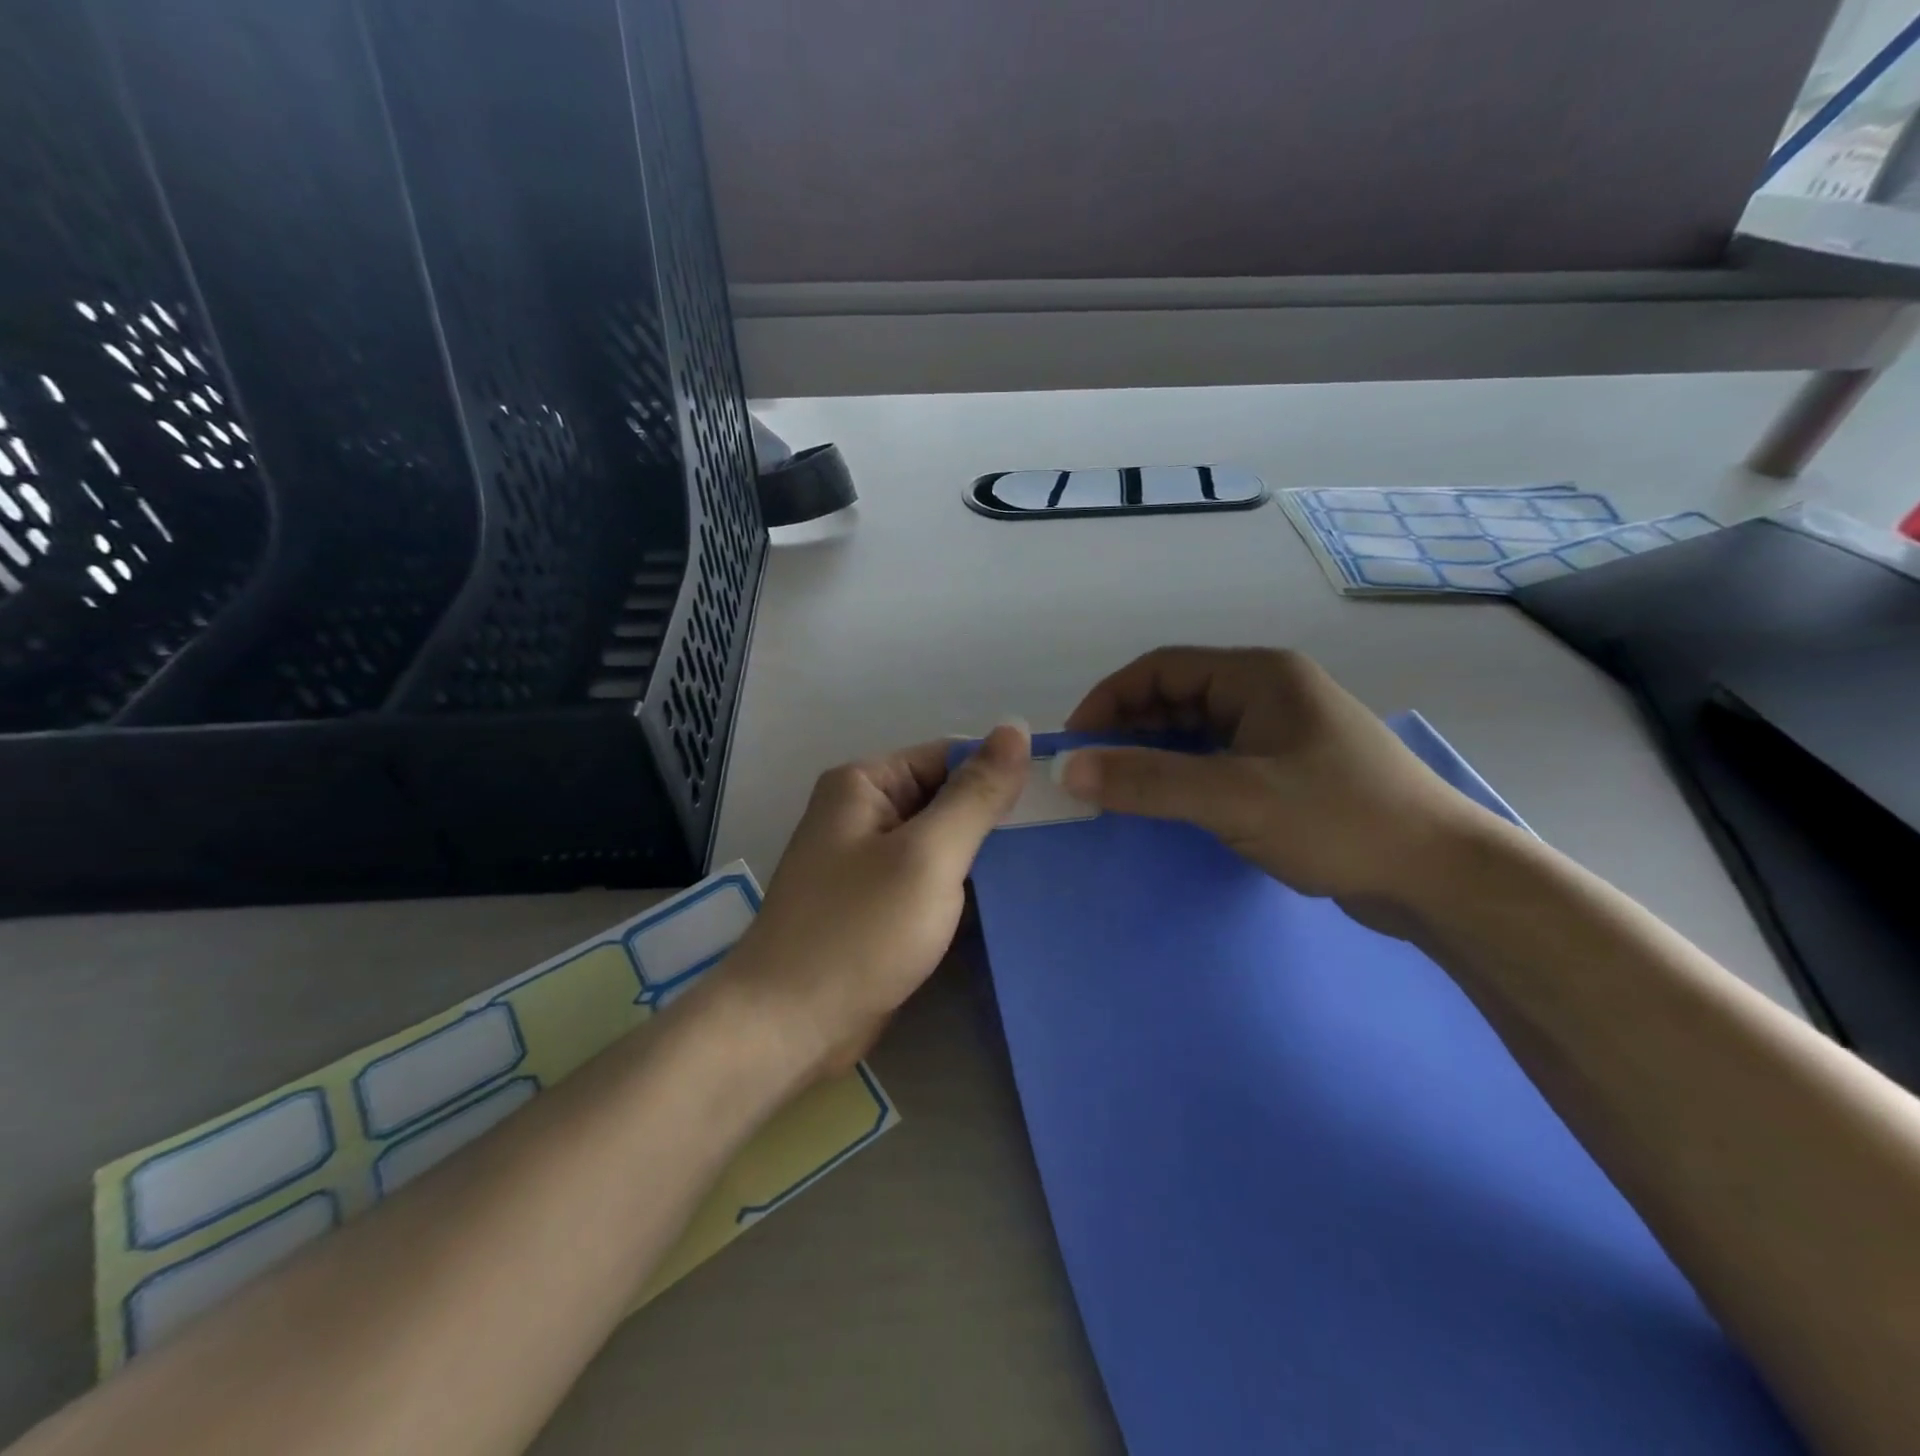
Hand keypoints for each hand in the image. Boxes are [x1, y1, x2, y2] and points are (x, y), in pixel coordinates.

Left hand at [721, 725, 1029, 1079]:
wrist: (788, 1027)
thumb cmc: (858, 931)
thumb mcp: (928, 855)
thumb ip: (975, 794)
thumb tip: (1016, 727)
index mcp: (865, 783)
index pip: (949, 756)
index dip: (1002, 771)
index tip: (1061, 795)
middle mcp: (863, 813)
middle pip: (945, 797)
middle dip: (997, 817)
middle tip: (1064, 832)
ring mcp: (868, 862)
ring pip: (941, 843)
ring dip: (985, 855)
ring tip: (1050, 862)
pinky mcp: (876, 905)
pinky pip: (929, 880)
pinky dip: (964, 887)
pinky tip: (1011, 899)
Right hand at [1061, 647, 1497, 922]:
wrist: (1441, 877)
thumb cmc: (1339, 819)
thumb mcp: (1235, 797)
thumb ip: (1149, 781)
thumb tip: (1068, 769)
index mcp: (1258, 675)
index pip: (1161, 668)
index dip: (1109, 699)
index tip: (1074, 744)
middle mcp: (1268, 692)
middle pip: (1176, 697)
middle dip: (1128, 729)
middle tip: (1091, 772)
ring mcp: (1281, 732)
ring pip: (1196, 731)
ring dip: (1154, 754)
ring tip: (1119, 790)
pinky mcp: (1288, 771)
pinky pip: (1217, 760)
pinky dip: (1183, 776)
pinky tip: (1166, 803)